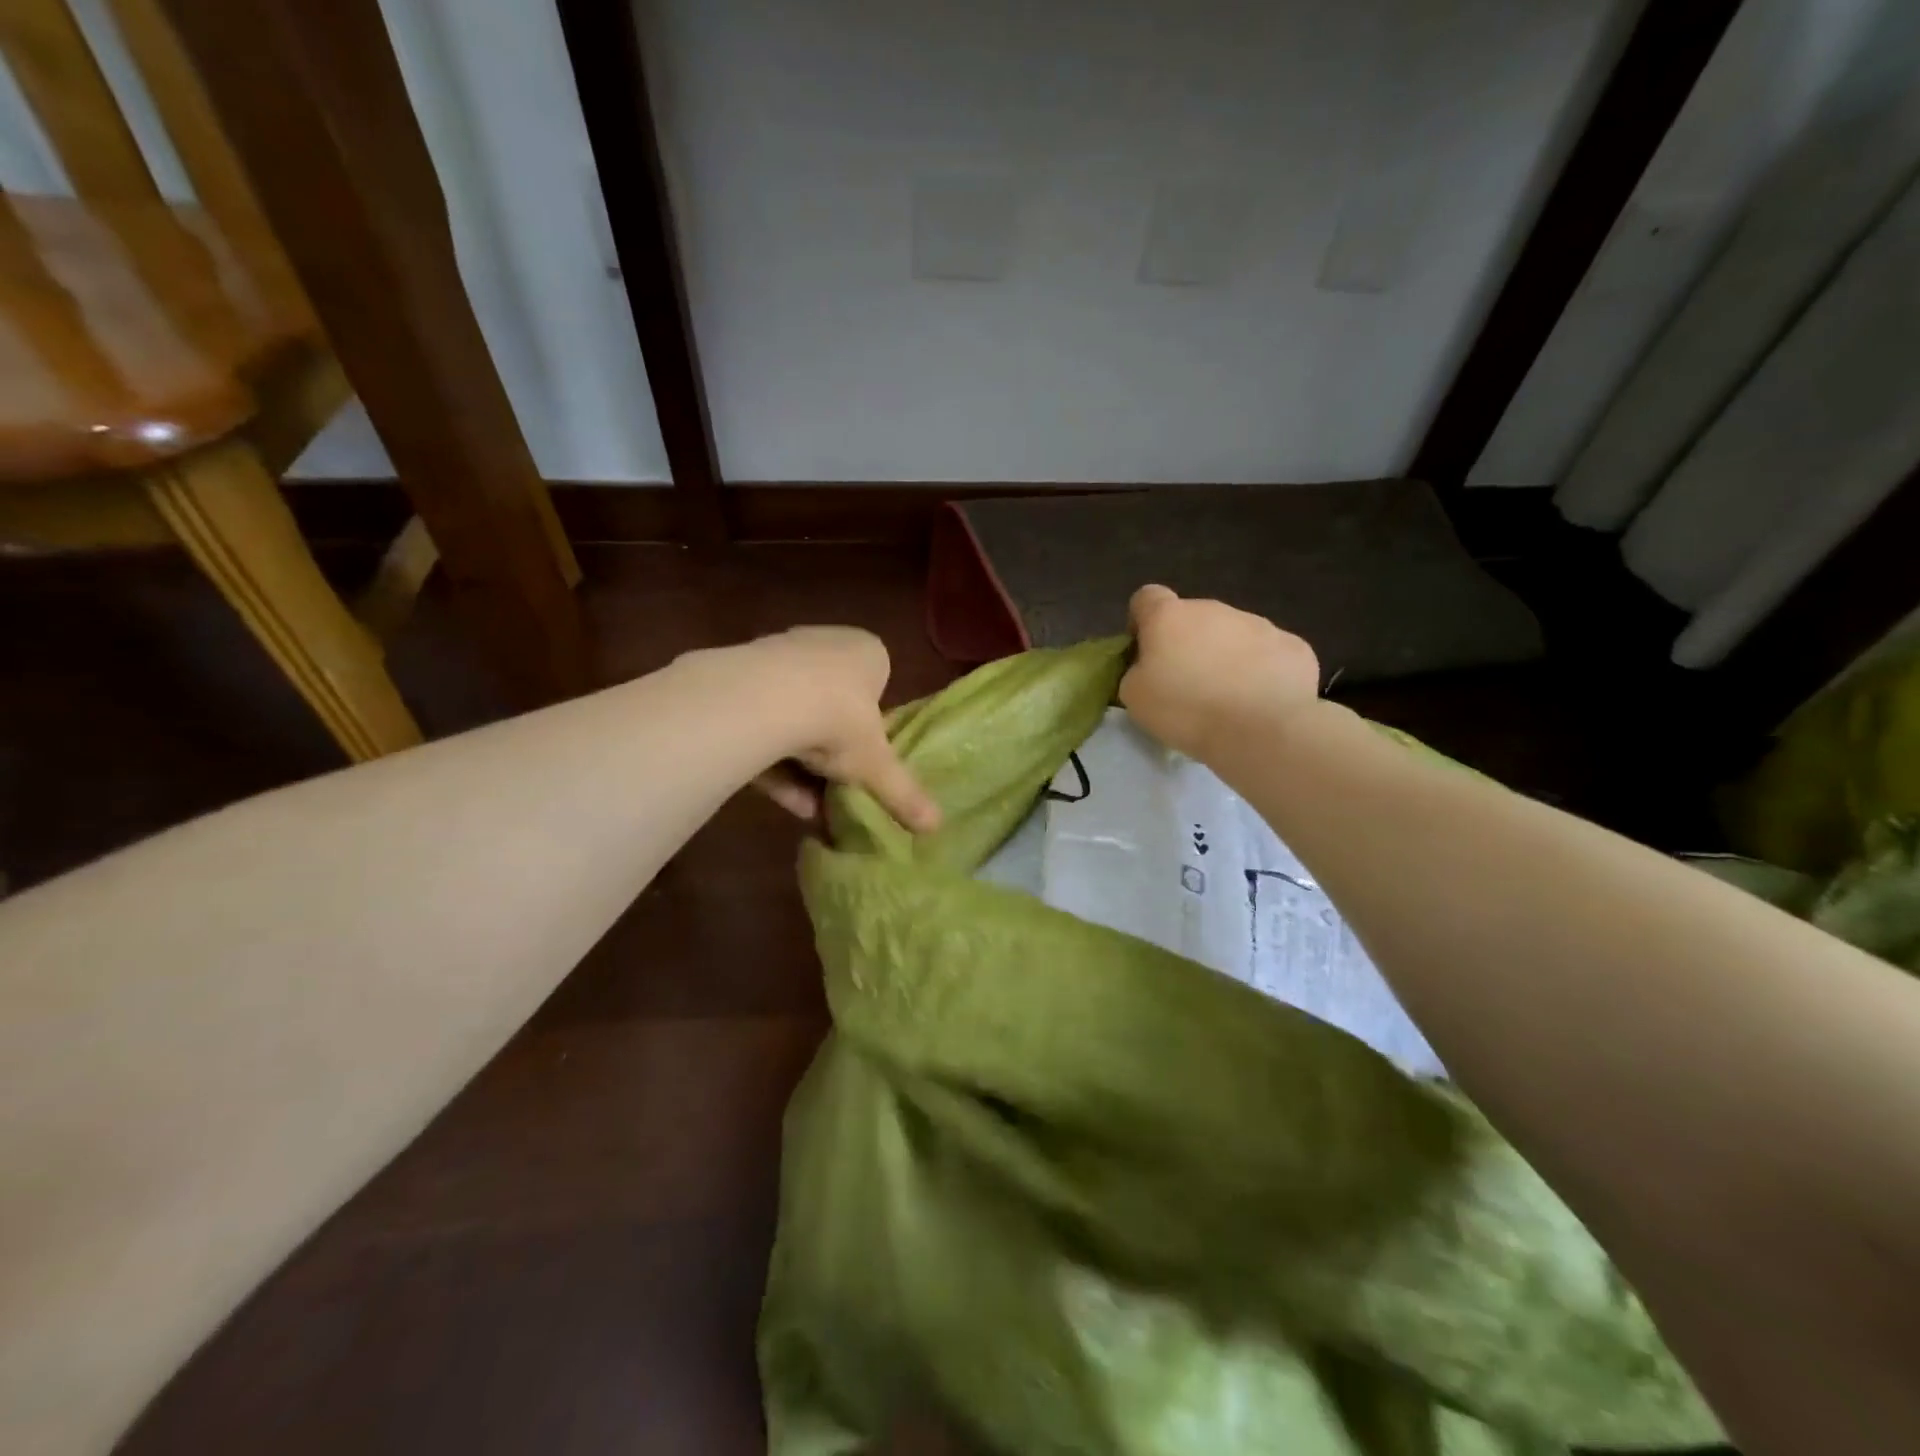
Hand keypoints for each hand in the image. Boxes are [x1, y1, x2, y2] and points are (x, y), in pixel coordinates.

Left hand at [743, 627, 941, 832]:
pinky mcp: (740, 680)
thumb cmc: (840, 719)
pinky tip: (785, 801)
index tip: (870, 755)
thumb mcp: (876, 764)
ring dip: (803, 762)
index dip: (874, 721)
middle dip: (834, 746)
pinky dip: (775, 761)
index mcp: (867, 652)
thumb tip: (936, 827)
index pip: (878, 681)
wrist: (765, 700)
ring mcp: (779, 658)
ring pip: (795, 715)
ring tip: (812, 808)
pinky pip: (763, 724)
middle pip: (833, 699)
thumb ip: (903, 793)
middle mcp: (824, 644)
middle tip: (839, 784)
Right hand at [1119, 585, 1320, 757]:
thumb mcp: (1134, 696)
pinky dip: (1262, 672)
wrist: (1261, 730)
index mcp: (1169, 617)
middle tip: (1187, 686)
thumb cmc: (1185, 710)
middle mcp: (1214, 609)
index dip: (1142, 621)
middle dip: (1188, 644)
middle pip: (1193, 618)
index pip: (1147, 597)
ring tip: (1227, 699)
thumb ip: (1136, 670)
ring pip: (1233, 635)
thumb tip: (1150, 667)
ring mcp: (1259, 624)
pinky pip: (1269, 654)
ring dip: (1225, 657)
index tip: (1145, 652)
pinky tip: (1260, 702)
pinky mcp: (1293, 646)